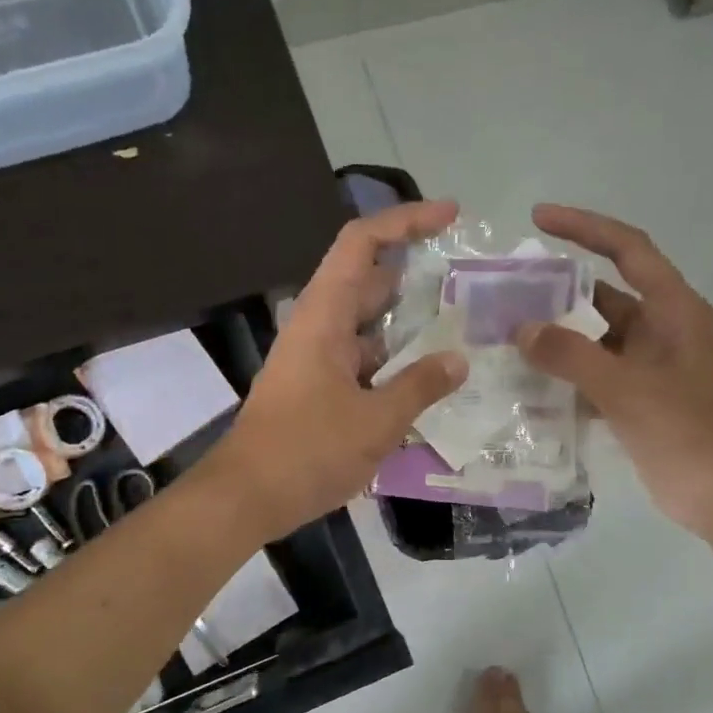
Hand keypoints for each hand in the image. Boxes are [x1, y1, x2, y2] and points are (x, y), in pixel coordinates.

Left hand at [215, 199, 468, 540]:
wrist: (246, 497)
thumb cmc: (307, 452)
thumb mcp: (376, 421)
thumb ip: (420, 386)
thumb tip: (459, 360)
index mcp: (324, 317)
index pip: (362, 244)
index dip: (405, 220)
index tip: (450, 215)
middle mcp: (318, 326)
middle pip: (368, 280)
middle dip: (415, 273)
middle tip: (466, 282)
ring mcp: (315, 357)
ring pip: (367, 323)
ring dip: (407, 321)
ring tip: (458, 327)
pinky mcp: (317, 386)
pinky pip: (362, 357)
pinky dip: (393, 358)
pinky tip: (426, 377)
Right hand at [514, 204, 712, 537]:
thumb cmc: (687, 431)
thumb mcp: (626, 388)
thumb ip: (571, 355)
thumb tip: (522, 330)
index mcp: (674, 310)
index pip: (628, 249)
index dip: (585, 227)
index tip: (539, 218)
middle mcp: (663, 330)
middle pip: (605, 295)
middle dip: (558, 293)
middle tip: (506, 293)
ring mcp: (652, 367)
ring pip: (597, 339)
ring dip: (558, 339)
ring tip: (506, 337)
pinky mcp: (642, 399)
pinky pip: (597, 374)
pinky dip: (568, 375)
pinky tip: (529, 383)